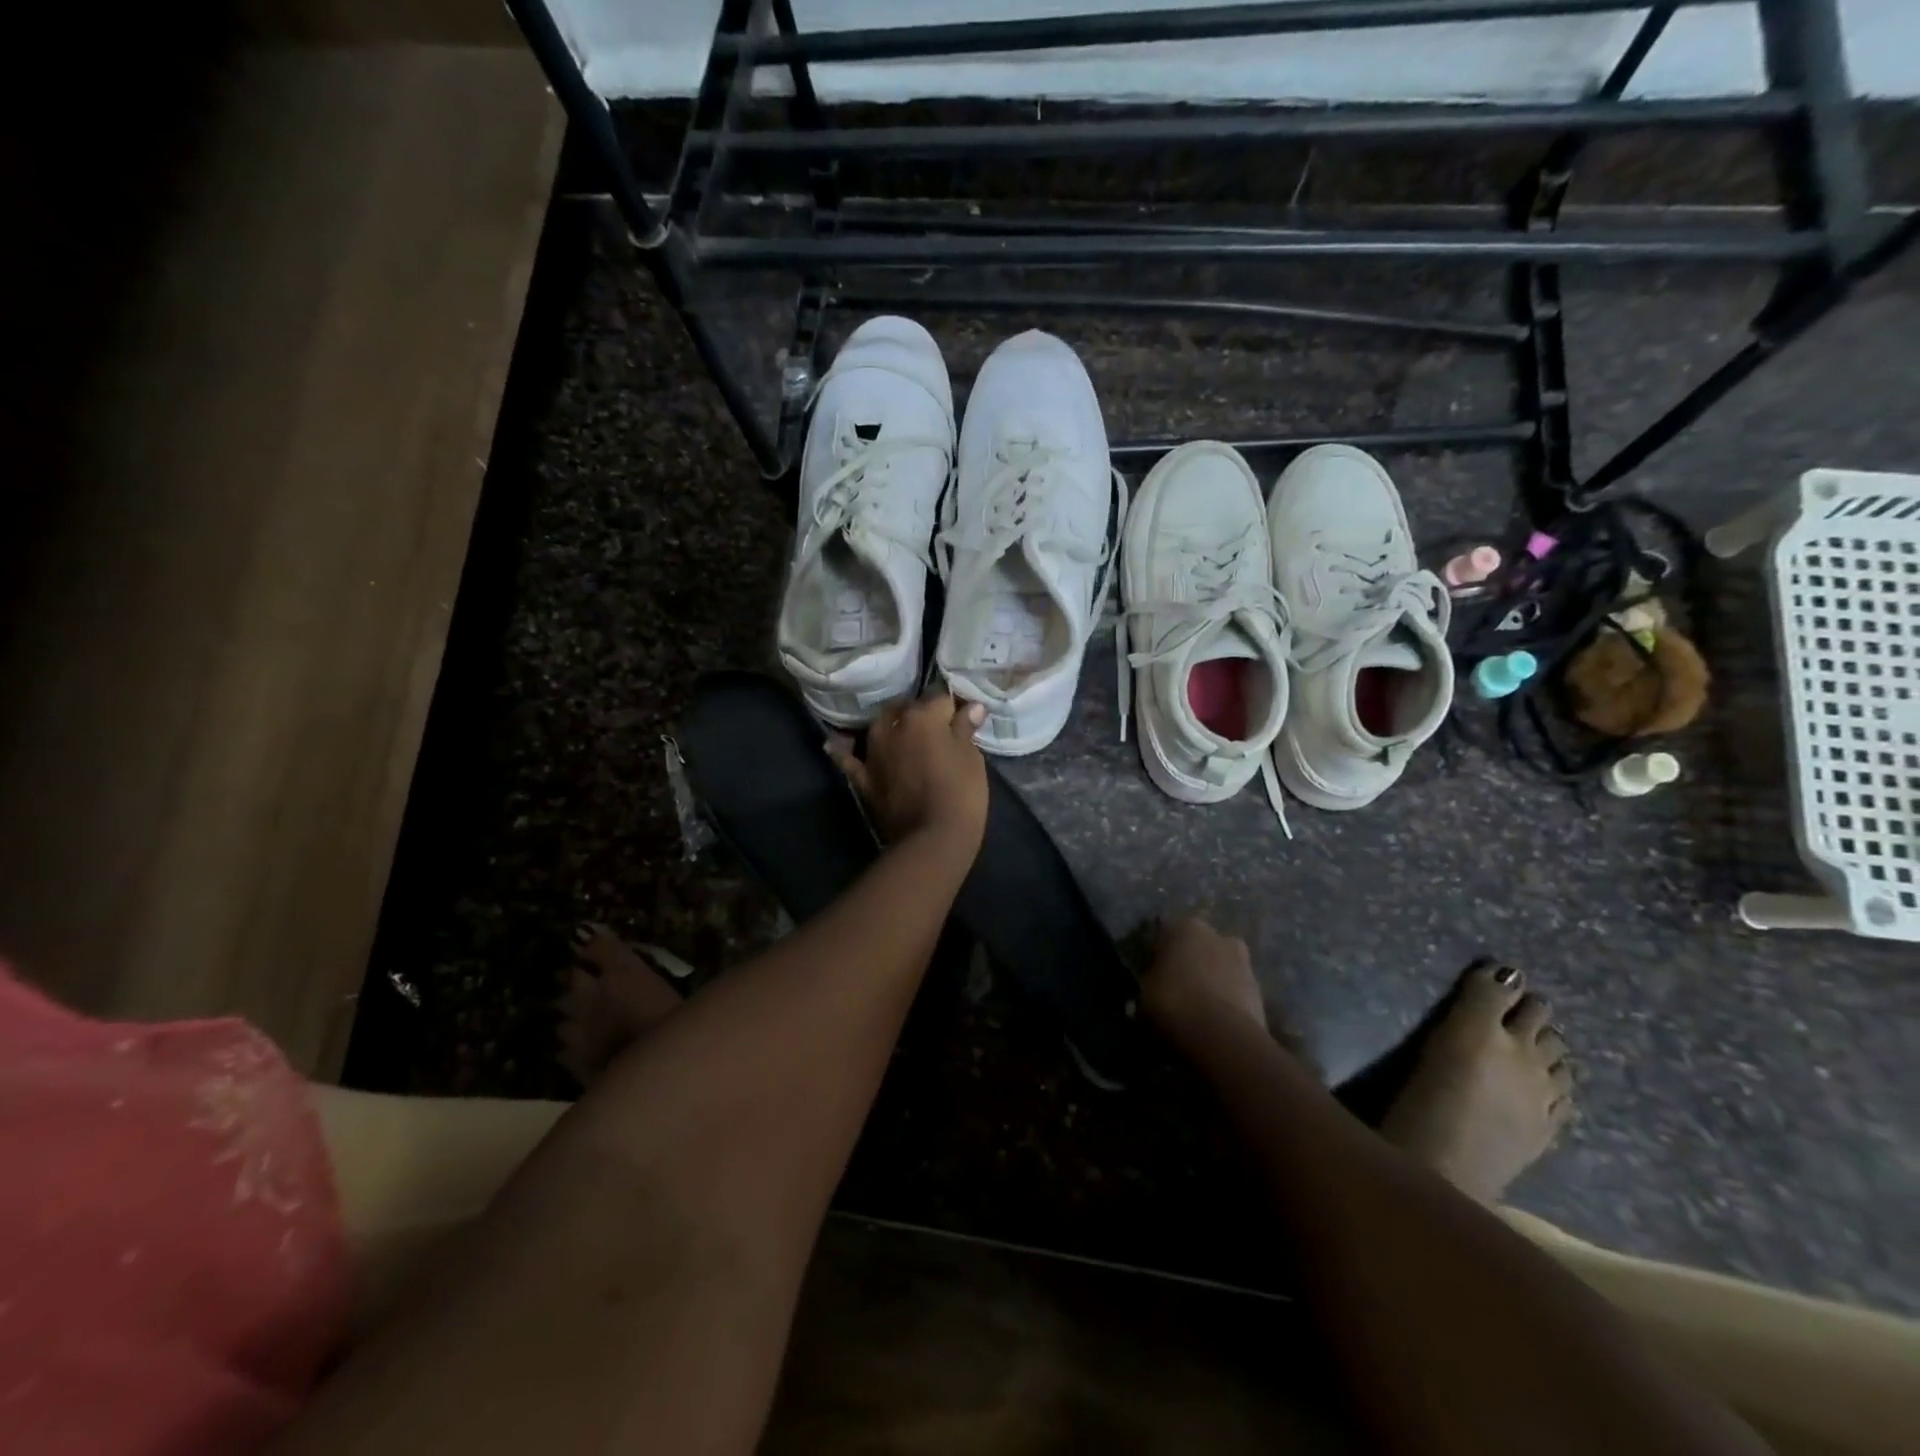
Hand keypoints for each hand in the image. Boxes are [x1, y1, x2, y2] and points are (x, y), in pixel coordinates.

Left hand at [831, 692, 988, 856]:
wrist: (932, 840)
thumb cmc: (960, 793)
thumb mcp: (971, 758)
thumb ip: (965, 729)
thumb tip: (971, 706)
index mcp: (922, 716)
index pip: (941, 699)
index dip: (955, 708)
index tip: (964, 717)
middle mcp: (892, 727)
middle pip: (906, 709)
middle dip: (920, 713)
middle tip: (938, 728)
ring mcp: (873, 752)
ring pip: (879, 726)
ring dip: (891, 726)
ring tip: (902, 731)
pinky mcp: (864, 778)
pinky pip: (849, 759)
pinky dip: (843, 751)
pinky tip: (834, 744)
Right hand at [1139, 915, 1266, 1033]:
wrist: (1222, 1037)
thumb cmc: (1172, 1004)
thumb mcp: (1143, 998)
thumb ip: (1147, 989)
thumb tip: (1142, 999)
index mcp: (1184, 927)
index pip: (1166, 931)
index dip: (1159, 952)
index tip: (1152, 971)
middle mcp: (1216, 935)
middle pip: (1199, 945)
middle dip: (1191, 961)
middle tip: (1177, 987)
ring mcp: (1243, 961)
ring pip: (1221, 966)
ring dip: (1213, 980)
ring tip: (1199, 1008)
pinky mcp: (1261, 989)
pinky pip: (1236, 990)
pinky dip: (1228, 1001)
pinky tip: (1216, 1021)